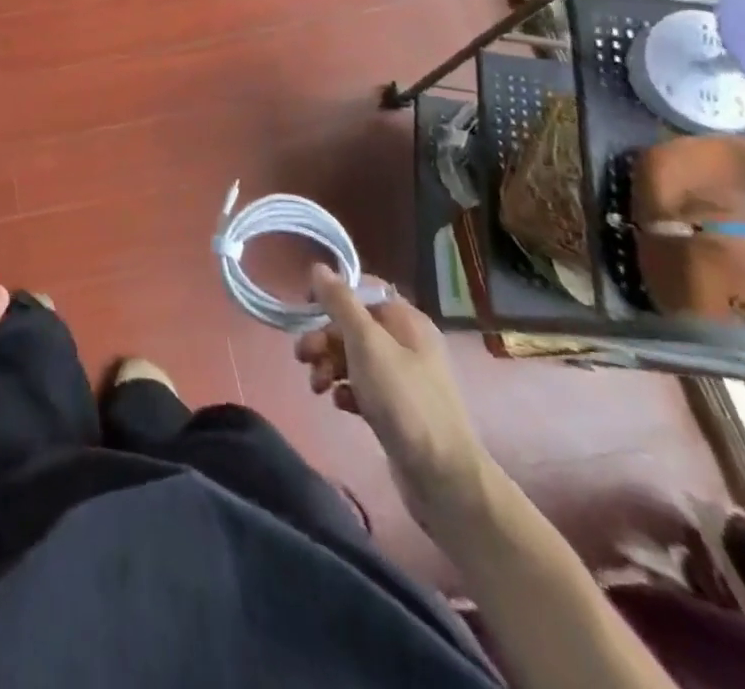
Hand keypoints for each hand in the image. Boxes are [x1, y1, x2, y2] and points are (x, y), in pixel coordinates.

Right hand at [297, 265, 495, 535]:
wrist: (442, 477)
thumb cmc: (403, 400)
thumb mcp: (366, 343)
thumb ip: (340, 303)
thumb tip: (318, 267)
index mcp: (406, 321)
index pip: (364, 291)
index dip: (333, 294)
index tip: (306, 308)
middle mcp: (407, 344)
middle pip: (354, 326)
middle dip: (324, 338)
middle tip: (302, 357)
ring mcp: (403, 378)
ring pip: (354, 357)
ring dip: (329, 365)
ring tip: (317, 387)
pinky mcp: (396, 409)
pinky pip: (362, 387)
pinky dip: (346, 391)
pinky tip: (340, 404)